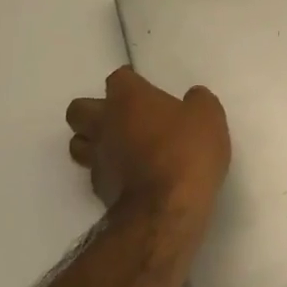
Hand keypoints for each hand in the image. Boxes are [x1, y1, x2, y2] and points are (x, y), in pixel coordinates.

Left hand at [65, 67, 230, 225]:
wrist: (167, 208)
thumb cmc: (186, 151)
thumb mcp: (208, 116)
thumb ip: (198, 101)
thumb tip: (192, 98)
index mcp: (129, 99)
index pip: (118, 78)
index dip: (130, 81)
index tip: (143, 87)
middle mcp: (105, 124)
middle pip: (79, 109)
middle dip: (95, 110)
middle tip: (121, 116)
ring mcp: (98, 158)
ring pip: (78, 142)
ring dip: (93, 141)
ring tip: (118, 146)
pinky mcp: (99, 189)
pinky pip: (95, 172)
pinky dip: (108, 170)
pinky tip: (128, 175)